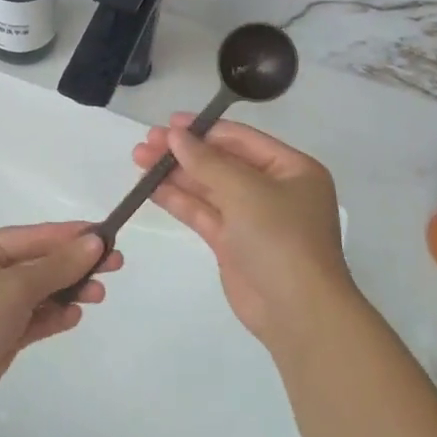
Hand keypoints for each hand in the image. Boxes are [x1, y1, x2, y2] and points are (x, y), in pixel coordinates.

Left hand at [0, 222, 119, 424]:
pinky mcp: (3, 333)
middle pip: (43, 262)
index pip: (37, 235)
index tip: (108, 236)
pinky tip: (75, 315)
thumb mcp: (14, 288)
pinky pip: (36, 318)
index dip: (73, 236)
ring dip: (70, 291)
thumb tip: (94, 242)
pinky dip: (55, 315)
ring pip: (43, 290)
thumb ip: (56, 266)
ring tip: (98, 295)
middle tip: (115, 265)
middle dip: (77, 264)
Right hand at [132, 116, 355, 353]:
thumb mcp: (246, 191)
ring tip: (139, 161)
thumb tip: (176, 135)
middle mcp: (273, 189)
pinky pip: (203, 213)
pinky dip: (178, 200)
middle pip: (222, 162)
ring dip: (176, 174)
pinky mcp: (233, 244)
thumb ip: (207, 161)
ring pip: (208, 188)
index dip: (204, 129)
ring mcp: (252, 218)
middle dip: (184, 152)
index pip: (241, 139)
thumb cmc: (281, 238)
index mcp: (292, 169)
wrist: (297, 312)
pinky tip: (151, 188)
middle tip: (146, 143)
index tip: (168, 123)